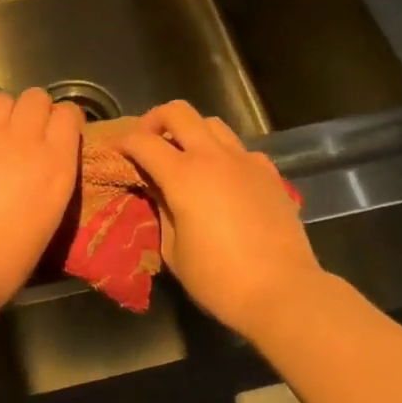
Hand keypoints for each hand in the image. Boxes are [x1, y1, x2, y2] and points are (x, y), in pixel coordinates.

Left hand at [0, 89, 83, 316]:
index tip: (58, 133)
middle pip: (35, 97)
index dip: (63, 120)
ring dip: (2, 116)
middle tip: (26, 134)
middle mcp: (23, 140)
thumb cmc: (9, 262)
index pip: (68, 113)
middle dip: (33, 111)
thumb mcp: (48, 216)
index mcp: (55, 163)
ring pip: (0, 101)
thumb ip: (49, 178)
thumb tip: (40, 165)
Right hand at [117, 100, 320, 336]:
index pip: (143, 141)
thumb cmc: (219, 279)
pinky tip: (224, 179)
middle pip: (178, 111)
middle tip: (149, 141)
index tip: (118, 151)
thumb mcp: (174, 252)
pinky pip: (240, 148)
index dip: (124, 142)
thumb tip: (157, 190)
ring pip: (212, 123)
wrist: (283, 291)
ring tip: (186, 156)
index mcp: (183, 176)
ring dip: (192, 132)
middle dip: (156, 119)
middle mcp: (212, 156)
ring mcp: (245, 160)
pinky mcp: (269, 172)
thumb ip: (161, 211)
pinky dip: (224, 154)